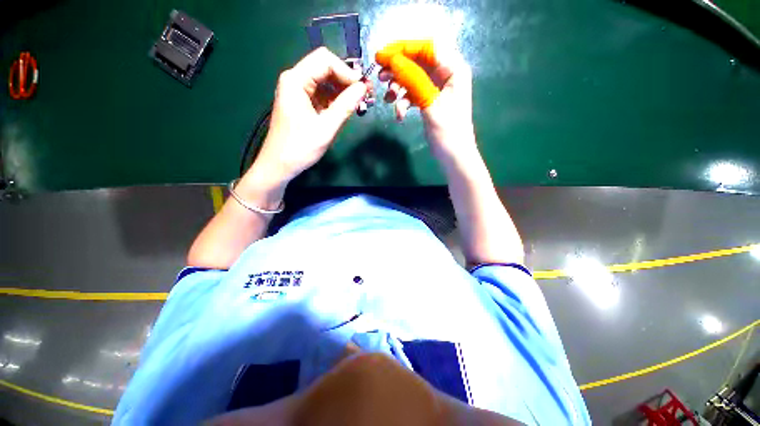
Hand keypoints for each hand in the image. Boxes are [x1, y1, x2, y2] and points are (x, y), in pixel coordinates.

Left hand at [253, 47, 369, 182]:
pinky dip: (335, 100)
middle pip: (325, 68)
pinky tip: (345, 110)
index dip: (347, 71)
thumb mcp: (326, 128)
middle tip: (365, 95)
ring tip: (359, 104)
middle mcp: (295, 80)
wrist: (280, 165)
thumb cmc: (300, 148)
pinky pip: (322, 94)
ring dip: (343, 90)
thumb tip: (363, 88)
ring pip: (325, 81)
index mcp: (296, 81)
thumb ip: (345, 106)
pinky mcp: (301, 103)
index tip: (363, 88)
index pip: (325, 60)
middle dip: (346, 79)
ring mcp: (297, 91)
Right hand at [375, 40, 474, 159]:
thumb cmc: (448, 131)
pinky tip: (399, 114)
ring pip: (413, 78)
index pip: (427, 47)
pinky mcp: (430, 100)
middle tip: (381, 77)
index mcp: (453, 68)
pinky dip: (404, 102)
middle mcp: (446, 74)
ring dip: (399, 87)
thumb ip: (414, 80)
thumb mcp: (431, 103)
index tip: (382, 56)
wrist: (453, 155)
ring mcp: (437, 88)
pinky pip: (413, 94)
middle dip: (398, 69)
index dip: (403, 49)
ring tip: (389, 100)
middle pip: (418, 61)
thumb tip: (393, 60)